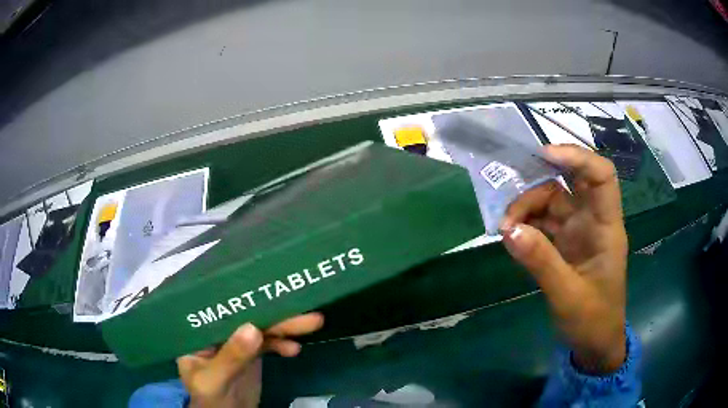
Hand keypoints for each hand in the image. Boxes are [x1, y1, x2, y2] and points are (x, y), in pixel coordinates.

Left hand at [177, 313, 323, 407]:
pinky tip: (294, 349)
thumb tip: (253, 327)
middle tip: (306, 311)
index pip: (220, 309)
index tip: (269, 291)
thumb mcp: (214, 380)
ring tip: (313, 322)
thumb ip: (230, 357)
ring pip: (261, 328)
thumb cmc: (211, 398)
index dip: (243, 299)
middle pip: (247, 317)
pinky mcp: (251, 353)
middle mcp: (218, 332)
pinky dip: (282, 344)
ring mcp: (236, 342)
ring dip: (285, 326)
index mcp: (200, 332)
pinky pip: (269, 343)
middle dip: (275, 314)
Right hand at [501, 145, 627, 373]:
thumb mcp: (567, 296)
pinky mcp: (565, 244)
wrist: (594, 343)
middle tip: (510, 212)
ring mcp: (578, 232)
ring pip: (551, 203)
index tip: (543, 156)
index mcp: (606, 227)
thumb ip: (541, 262)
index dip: (577, 157)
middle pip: (569, 184)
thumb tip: (510, 230)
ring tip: (505, 230)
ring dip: (526, 210)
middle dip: (539, 186)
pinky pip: (543, 223)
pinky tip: (511, 237)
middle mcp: (593, 221)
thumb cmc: (592, 320)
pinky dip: (526, 226)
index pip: (602, 176)